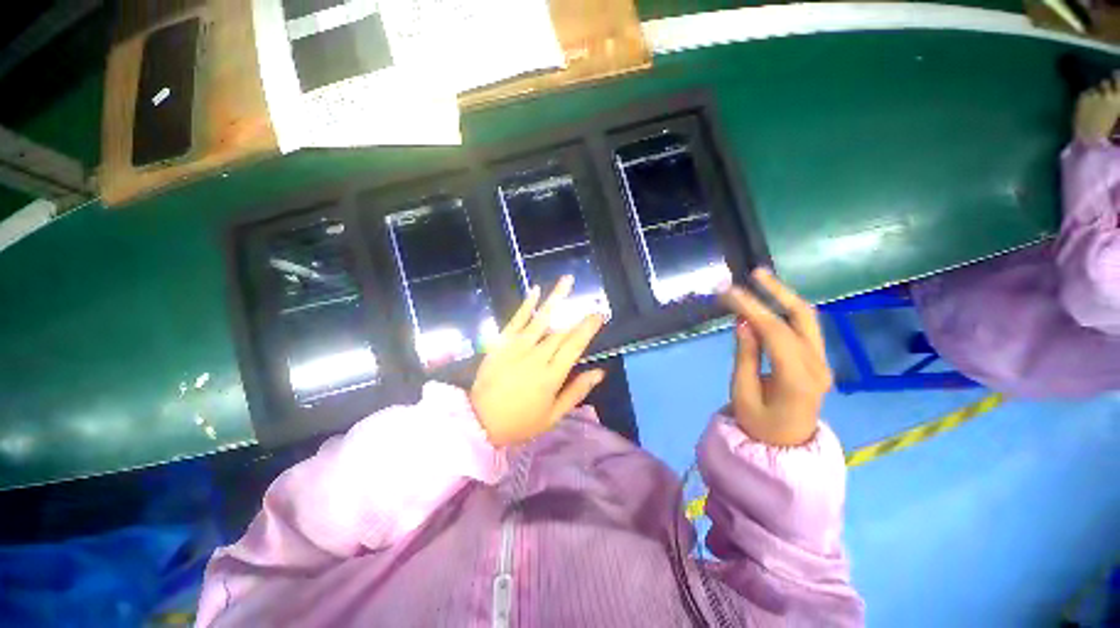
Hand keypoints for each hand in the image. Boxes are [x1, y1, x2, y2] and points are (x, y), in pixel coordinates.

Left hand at [470, 276, 605, 446]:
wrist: (479, 421)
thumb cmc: (520, 421)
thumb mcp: (553, 415)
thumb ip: (577, 391)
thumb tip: (600, 372)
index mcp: (552, 375)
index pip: (575, 346)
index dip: (588, 329)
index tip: (599, 315)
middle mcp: (537, 356)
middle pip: (561, 332)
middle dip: (579, 317)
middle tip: (592, 303)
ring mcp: (517, 346)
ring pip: (541, 319)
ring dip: (556, 298)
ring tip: (568, 280)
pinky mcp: (501, 342)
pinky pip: (516, 320)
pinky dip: (527, 305)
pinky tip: (536, 290)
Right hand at [718, 269, 832, 446]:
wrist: (786, 446)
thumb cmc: (758, 424)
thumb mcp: (742, 393)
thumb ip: (745, 356)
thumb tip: (743, 323)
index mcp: (797, 378)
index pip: (775, 332)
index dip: (751, 307)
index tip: (728, 291)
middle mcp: (817, 365)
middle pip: (802, 317)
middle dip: (778, 291)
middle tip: (754, 273)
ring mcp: (822, 362)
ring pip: (807, 319)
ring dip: (783, 297)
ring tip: (761, 279)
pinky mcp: (817, 360)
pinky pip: (803, 329)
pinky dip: (785, 311)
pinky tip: (769, 302)